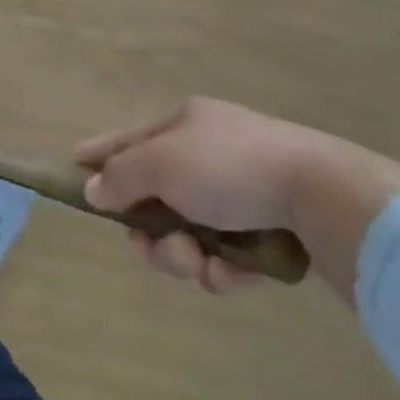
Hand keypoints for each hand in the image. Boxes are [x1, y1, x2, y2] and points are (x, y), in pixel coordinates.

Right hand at [77, 98, 330, 293]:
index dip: (101, 152)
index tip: (75, 164)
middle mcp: (211, 153)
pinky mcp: (274, 231)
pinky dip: (225, 269)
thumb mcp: (162, 163)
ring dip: (186, 256)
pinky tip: (234, 275)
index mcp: (186, 124)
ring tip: (202, 266)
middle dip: (150, 231)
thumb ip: (122, 176)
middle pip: (158, 196)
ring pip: (191, 232)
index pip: (130, 138)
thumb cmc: (230, 167)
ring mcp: (245, 192)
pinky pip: (229, 255)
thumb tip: (95, 189)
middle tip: (149, 249)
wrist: (324, 196)